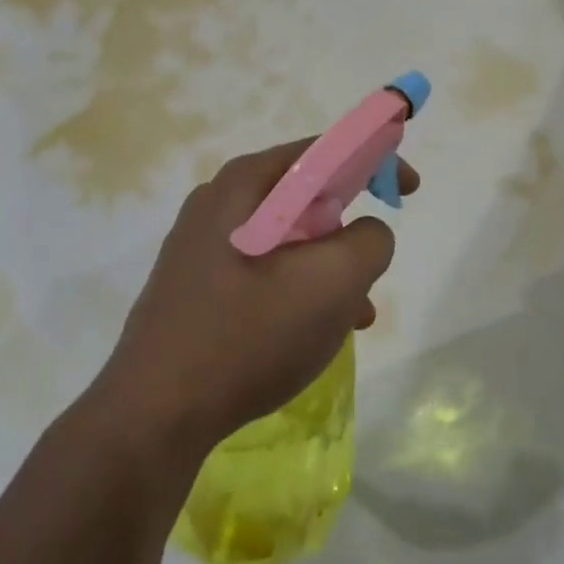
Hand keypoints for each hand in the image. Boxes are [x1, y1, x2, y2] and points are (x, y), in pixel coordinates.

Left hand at [97, 140, 417, 460]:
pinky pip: (263, 272)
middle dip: (349, 229)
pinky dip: (298, 290)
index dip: (375, 160)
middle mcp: (218, 203)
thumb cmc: (250, 335)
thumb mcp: (334, 282)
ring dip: (329, 269)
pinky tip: (314, 334)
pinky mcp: (195, 287)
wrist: (156, 413)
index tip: (407, 190)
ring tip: (354, 315)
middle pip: (305, 197)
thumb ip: (370, 241)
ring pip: (288, 241)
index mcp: (245, 185)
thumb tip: (365, 234)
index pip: (323, 150)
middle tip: (372, 266)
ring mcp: (201, 247)